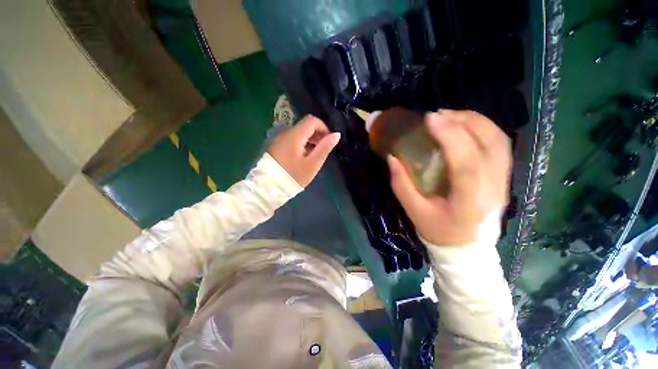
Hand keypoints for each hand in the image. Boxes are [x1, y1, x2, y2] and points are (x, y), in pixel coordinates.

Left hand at [268, 115, 340, 186]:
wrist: (269, 187)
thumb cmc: (294, 176)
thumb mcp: (312, 163)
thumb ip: (325, 147)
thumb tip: (337, 134)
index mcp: (295, 135)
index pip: (312, 120)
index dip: (323, 128)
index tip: (328, 141)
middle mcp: (285, 133)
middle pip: (305, 126)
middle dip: (317, 134)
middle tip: (323, 150)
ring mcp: (279, 139)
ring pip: (299, 133)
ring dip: (310, 140)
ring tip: (314, 155)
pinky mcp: (276, 146)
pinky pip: (292, 140)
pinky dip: (301, 144)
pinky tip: (303, 157)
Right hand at [388, 110, 511, 245]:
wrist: (467, 247)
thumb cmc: (438, 231)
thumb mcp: (414, 211)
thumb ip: (402, 185)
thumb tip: (393, 158)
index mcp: (470, 201)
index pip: (466, 162)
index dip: (450, 136)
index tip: (430, 119)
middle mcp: (493, 187)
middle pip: (489, 144)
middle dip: (462, 122)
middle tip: (436, 115)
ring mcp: (503, 179)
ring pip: (498, 139)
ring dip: (474, 121)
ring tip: (449, 116)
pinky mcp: (503, 175)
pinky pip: (499, 143)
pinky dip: (483, 128)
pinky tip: (464, 125)